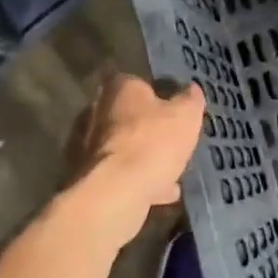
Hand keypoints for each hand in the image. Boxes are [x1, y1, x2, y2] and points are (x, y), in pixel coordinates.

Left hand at [68, 72, 203, 244]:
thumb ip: (189, 100)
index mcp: (119, 88)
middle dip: (147, 129)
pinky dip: (137, 182)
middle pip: (127, 117)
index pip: (138, 82)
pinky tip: (161, 194)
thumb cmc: (153, 143)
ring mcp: (87, 147)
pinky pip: (118, 176)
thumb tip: (191, 90)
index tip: (173, 109)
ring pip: (123, 149)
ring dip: (143, 159)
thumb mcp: (186, 115)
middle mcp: (96, 112)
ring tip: (171, 173)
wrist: (115, 194)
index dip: (158, 94)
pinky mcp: (86, 178)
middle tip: (171, 142)